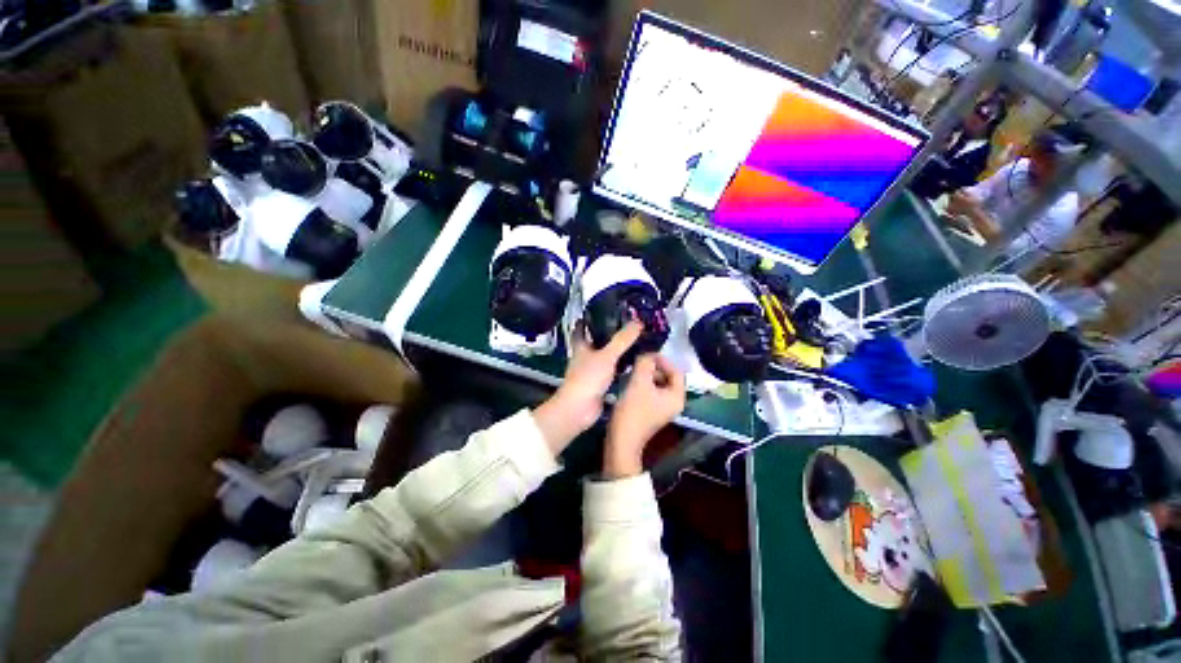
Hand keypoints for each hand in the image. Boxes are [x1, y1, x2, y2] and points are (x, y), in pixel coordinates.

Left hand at [533, 321, 641, 454]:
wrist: (579, 409)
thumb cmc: (588, 378)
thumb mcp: (607, 356)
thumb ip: (622, 340)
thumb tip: (638, 322)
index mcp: (581, 347)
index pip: (581, 329)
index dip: (588, 320)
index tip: (602, 312)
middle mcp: (584, 357)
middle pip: (595, 342)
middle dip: (608, 335)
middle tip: (627, 327)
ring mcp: (591, 372)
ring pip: (605, 358)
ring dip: (616, 352)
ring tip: (635, 343)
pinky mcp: (599, 385)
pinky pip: (612, 372)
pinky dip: (621, 368)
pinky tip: (634, 364)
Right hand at [604, 354, 685, 477]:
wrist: (621, 441)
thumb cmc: (633, 411)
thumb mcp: (639, 383)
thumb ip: (645, 364)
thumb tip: (647, 355)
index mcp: (677, 396)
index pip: (676, 370)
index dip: (663, 360)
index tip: (646, 354)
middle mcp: (674, 402)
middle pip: (667, 376)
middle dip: (653, 367)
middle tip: (638, 363)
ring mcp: (662, 408)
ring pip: (658, 383)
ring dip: (646, 375)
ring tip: (632, 371)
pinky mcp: (651, 411)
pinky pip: (651, 391)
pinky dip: (643, 384)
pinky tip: (630, 382)